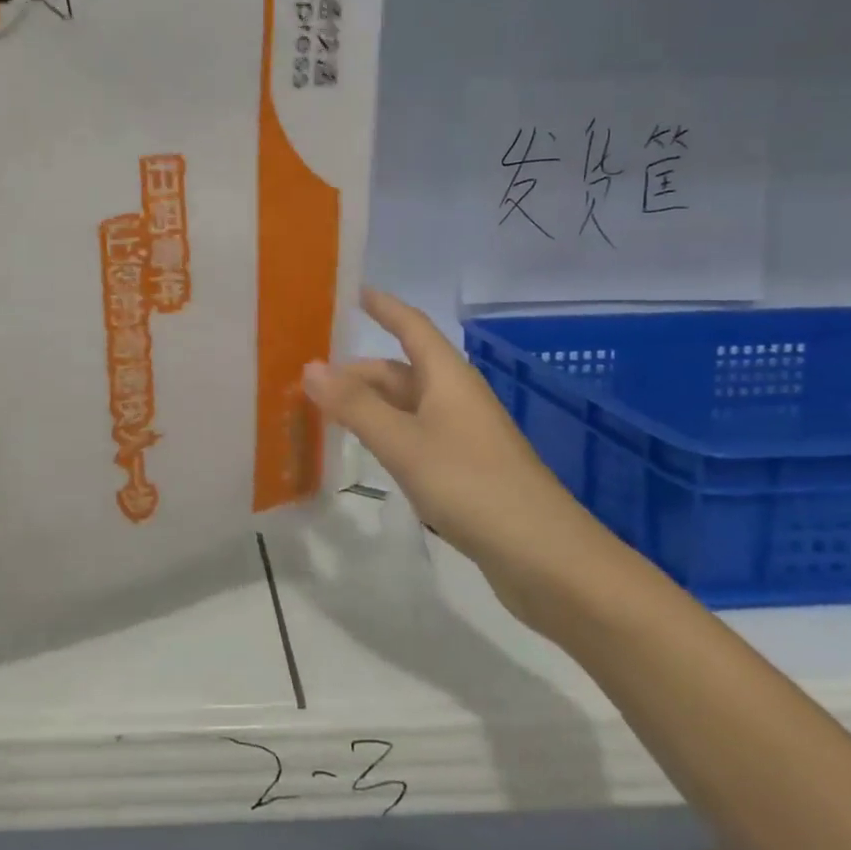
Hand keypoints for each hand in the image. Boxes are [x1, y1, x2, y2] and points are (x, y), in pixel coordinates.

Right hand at [302, 289, 625, 628]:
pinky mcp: (463, 471)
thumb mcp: (404, 443)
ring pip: (405, 407)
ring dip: (366, 406)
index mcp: (448, 378)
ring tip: (321, 413)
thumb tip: (309, 367)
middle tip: (306, 379)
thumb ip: (355, 406)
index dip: (384, 307)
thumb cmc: (472, 485)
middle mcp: (455, 398)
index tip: (352, 292)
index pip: (412, 326)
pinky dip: (383, 435)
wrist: (544, 557)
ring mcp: (461, 436)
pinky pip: (413, 437)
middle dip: (357, 372)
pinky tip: (362, 451)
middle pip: (400, 371)